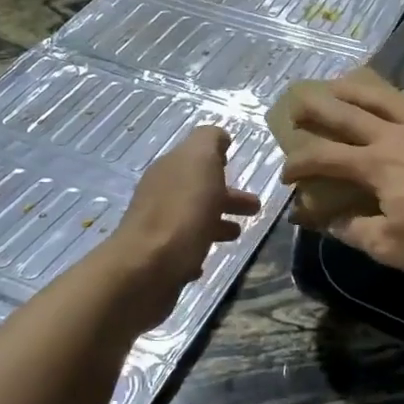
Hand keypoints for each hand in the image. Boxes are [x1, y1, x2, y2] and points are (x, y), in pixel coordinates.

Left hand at [110, 126, 261, 327]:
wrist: (148, 267)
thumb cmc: (183, 210)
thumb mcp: (200, 160)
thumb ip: (209, 141)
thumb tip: (219, 136)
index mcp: (170, 169)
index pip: (195, 158)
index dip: (216, 160)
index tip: (236, 166)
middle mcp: (160, 195)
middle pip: (197, 190)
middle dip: (226, 195)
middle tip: (254, 207)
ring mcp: (157, 229)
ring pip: (192, 220)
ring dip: (216, 222)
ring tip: (238, 234)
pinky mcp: (159, 261)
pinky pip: (183, 250)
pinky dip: (198, 248)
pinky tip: (208, 257)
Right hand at [280, 62, 403, 274]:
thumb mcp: (391, 246)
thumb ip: (354, 231)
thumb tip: (326, 222)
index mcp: (376, 165)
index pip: (324, 158)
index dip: (298, 165)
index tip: (286, 177)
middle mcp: (397, 135)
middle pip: (349, 114)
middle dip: (318, 109)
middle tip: (298, 104)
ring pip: (390, 97)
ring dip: (362, 87)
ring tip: (342, 81)